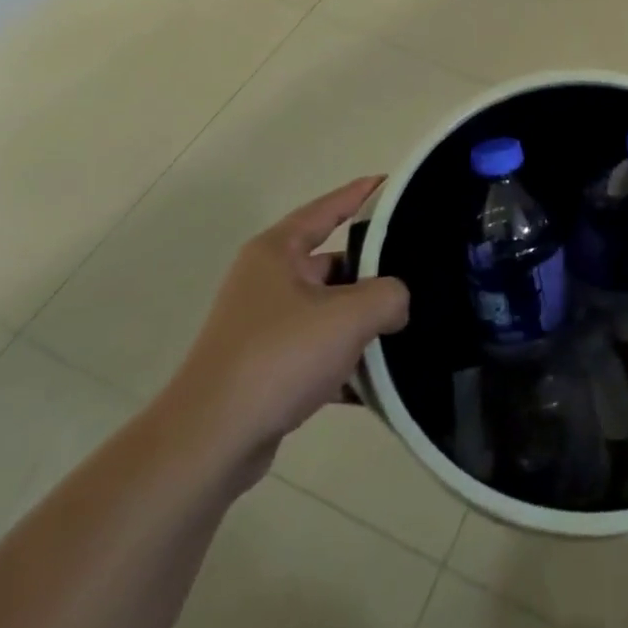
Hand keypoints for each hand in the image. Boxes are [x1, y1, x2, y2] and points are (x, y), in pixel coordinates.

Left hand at [156, 177, 409, 486]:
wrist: (210, 443)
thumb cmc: (279, 357)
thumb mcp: (349, 316)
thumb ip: (389, 296)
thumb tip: (397, 304)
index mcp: (277, 252)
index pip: (328, 209)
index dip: (362, 194)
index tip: (393, 184)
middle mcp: (267, 281)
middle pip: (332, 263)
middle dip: (372, 272)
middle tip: (417, 271)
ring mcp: (263, 326)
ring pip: (327, 311)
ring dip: (361, 322)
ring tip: (406, 327)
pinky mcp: (264, 368)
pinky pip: (316, 353)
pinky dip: (344, 363)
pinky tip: (377, 382)